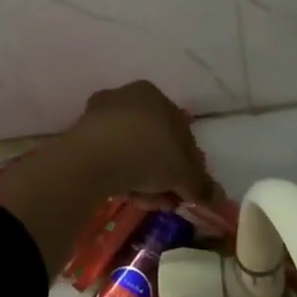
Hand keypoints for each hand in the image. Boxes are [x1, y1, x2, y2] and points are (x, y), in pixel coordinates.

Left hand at [63, 80, 218, 206]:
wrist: (92, 159)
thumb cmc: (147, 153)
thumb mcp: (184, 173)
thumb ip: (201, 184)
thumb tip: (217, 198)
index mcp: (153, 94)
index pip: (180, 129)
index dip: (189, 161)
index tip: (189, 186)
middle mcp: (126, 97)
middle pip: (154, 141)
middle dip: (164, 172)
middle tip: (170, 197)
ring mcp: (99, 116)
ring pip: (131, 152)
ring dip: (143, 178)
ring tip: (148, 201)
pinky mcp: (79, 138)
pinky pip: (109, 159)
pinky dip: (120, 176)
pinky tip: (126, 195)